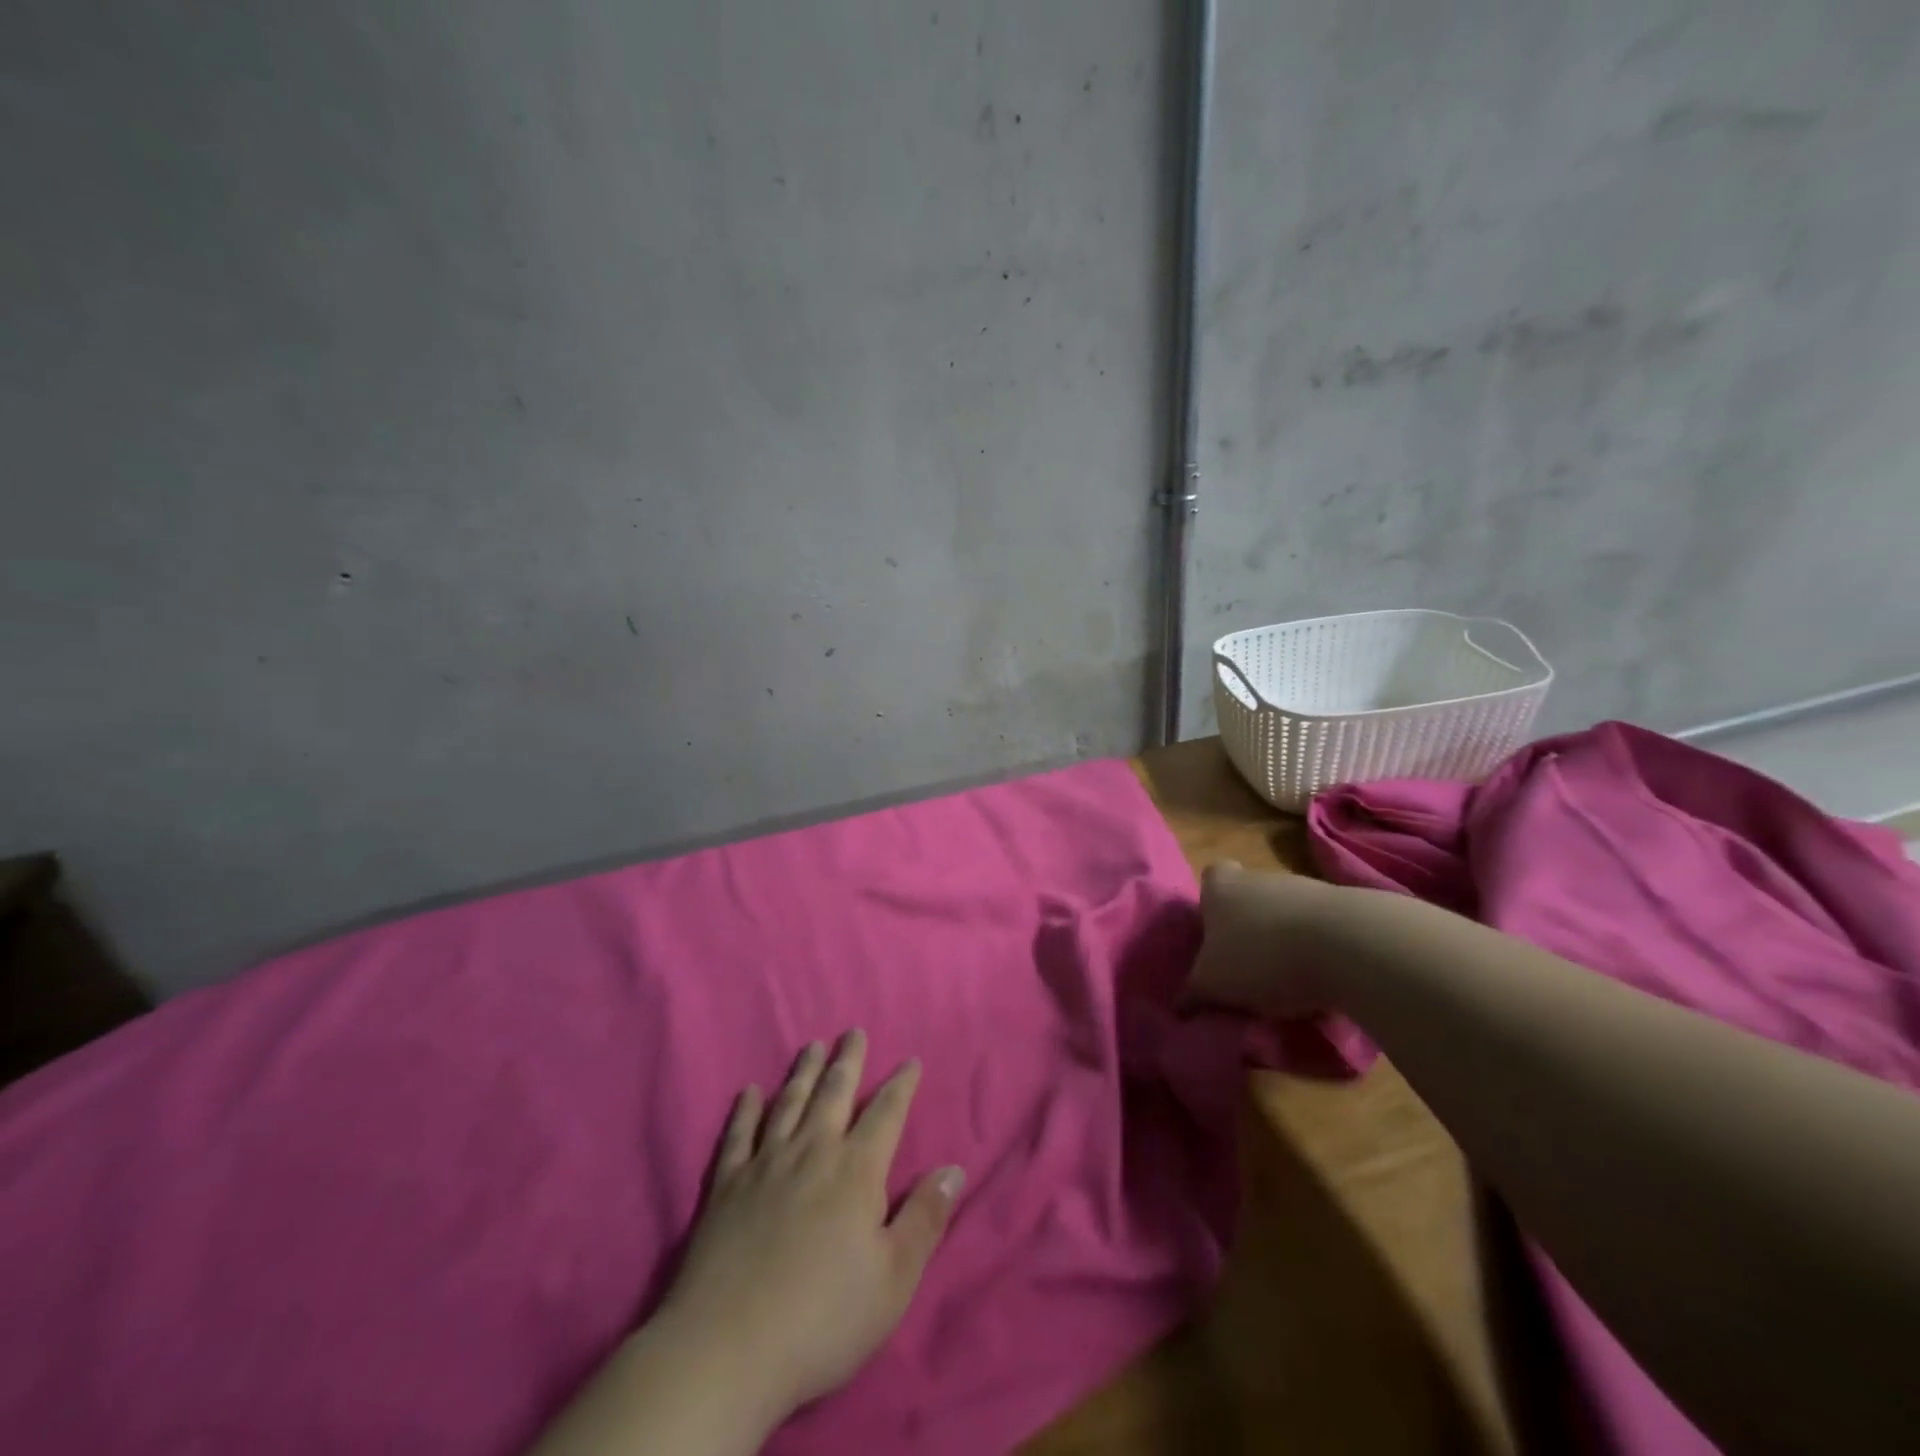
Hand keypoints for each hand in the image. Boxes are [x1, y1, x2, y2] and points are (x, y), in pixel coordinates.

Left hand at [659, 1030, 963, 1422]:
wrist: (727, 1349)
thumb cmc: (823, 1318)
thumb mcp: (893, 1280)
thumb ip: (925, 1219)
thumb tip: (954, 1169)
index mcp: (856, 1171)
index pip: (886, 1113)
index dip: (901, 1085)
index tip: (911, 1060)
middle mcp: (812, 1152)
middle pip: (834, 1093)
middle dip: (848, 1061)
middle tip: (853, 1032)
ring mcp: (765, 1164)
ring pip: (789, 1102)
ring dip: (802, 1072)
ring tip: (812, 1045)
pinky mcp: (726, 1185)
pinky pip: (738, 1135)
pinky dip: (745, 1110)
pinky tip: (749, 1092)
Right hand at [1184, 860, 1339, 1017]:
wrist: (1346, 946)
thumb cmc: (1260, 957)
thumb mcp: (1212, 984)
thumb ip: (1192, 993)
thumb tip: (1177, 1007)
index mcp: (1221, 886)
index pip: (1210, 879)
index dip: (1210, 904)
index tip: (1214, 936)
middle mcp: (1259, 877)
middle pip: (1248, 897)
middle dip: (1248, 928)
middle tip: (1246, 968)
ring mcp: (1304, 888)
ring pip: (1285, 914)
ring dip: (1285, 942)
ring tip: (1286, 985)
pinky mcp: (1344, 908)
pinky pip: (1321, 931)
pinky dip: (1319, 952)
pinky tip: (1321, 985)